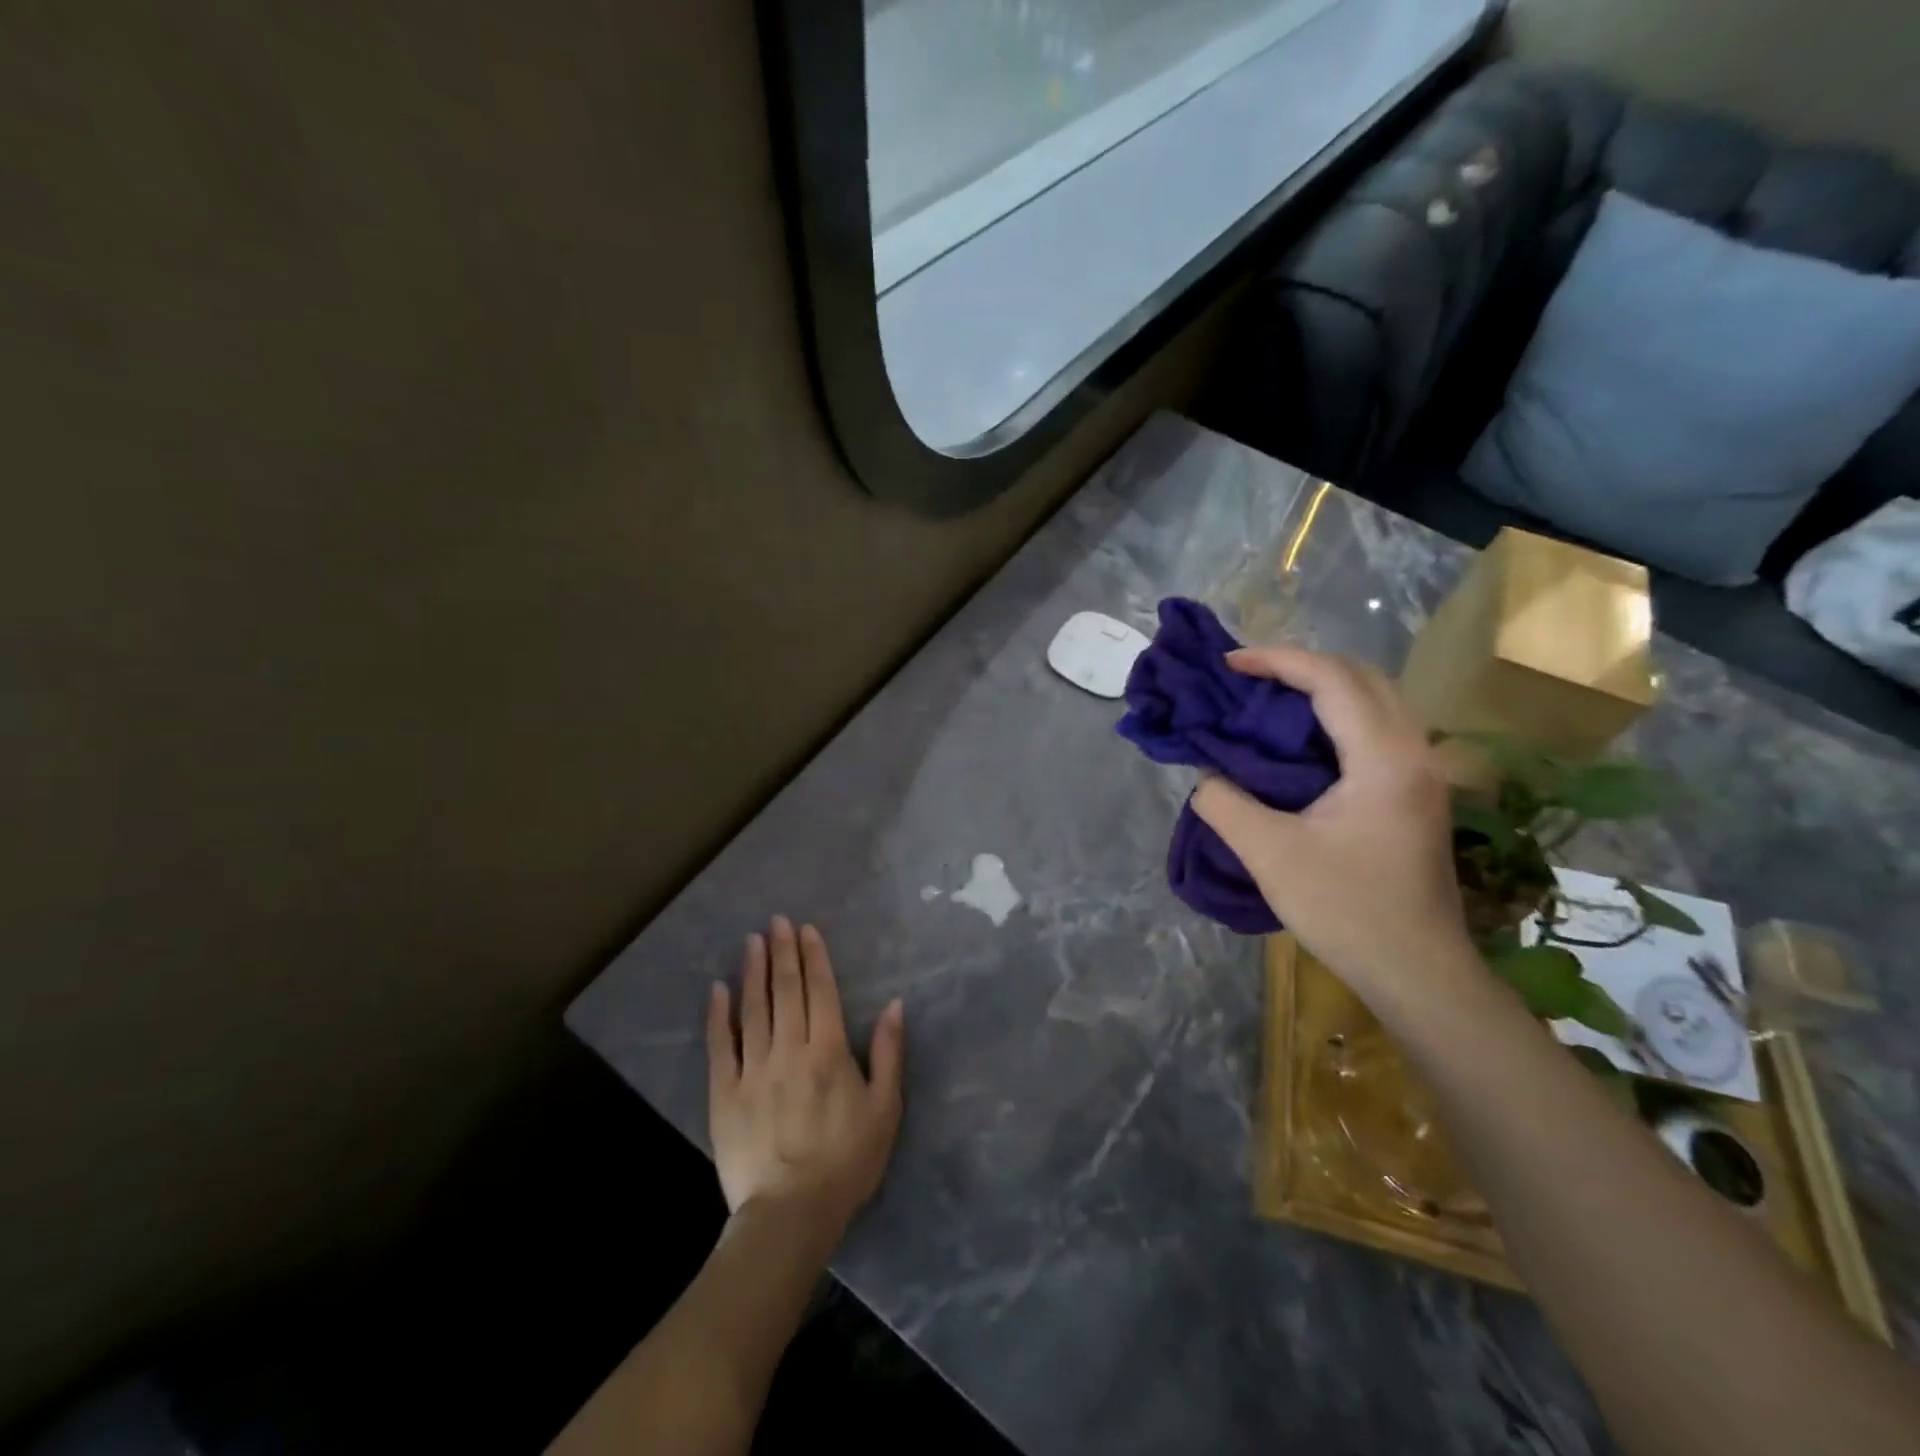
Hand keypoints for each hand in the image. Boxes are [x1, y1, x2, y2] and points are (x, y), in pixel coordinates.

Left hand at [707, 917, 904, 1239]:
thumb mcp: (885, 1109)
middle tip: (776, 921)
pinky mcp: (725, 1094)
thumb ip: (889, 1054)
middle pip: (786, 991)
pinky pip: (721, 1046)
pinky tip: (718, 990)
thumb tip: (895, 1005)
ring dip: (754, 972)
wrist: (790, 1214)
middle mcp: (789, 1050)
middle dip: (782, 952)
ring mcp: (753, 1071)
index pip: (820, 991)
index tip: (806, 929)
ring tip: (752, 941)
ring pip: (754, 1010)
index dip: (814, 957)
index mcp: (828, 1052)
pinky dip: (719, 1015)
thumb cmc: (846, 1162)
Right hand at [1191, 646, 1476, 1009]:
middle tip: (1246, 680)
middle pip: (1360, 676)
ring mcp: (1422, 772)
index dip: (1276, 660)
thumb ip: (1225, 805)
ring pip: (1373, 700)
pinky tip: (1299, 744)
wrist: (1419, 973)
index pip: (1332, 678)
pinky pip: (1374, 729)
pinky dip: (1333, 718)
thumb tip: (1206, 776)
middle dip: (1300, 666)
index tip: (1228, 665)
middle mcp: (1414, 751)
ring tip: (1266, 704)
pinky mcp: (1417, 793)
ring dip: (1319, 690)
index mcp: (1384, 757)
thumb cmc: (1347, 911)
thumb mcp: (1269, 856)